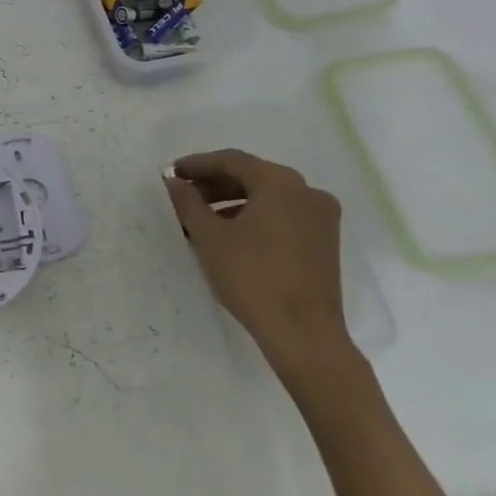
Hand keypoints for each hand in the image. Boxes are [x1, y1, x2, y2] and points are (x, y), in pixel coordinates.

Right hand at [163, 150, 354, 382]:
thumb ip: (188, 202)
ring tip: (201, 217)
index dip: (198, 164)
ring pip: (268, 196)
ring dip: (233, 201)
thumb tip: (174, 181)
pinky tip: (230, 233)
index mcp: (281, 183)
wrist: (304, 334)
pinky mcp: (324, 240)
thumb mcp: (210, 237)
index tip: (172, 173)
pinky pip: (283, 215)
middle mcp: (306, 191)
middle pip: (252, 176)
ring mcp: (321, 217)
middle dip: (214, 183)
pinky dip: (255, 216)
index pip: (232, 161)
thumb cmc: (252, 278)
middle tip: (183, 193)